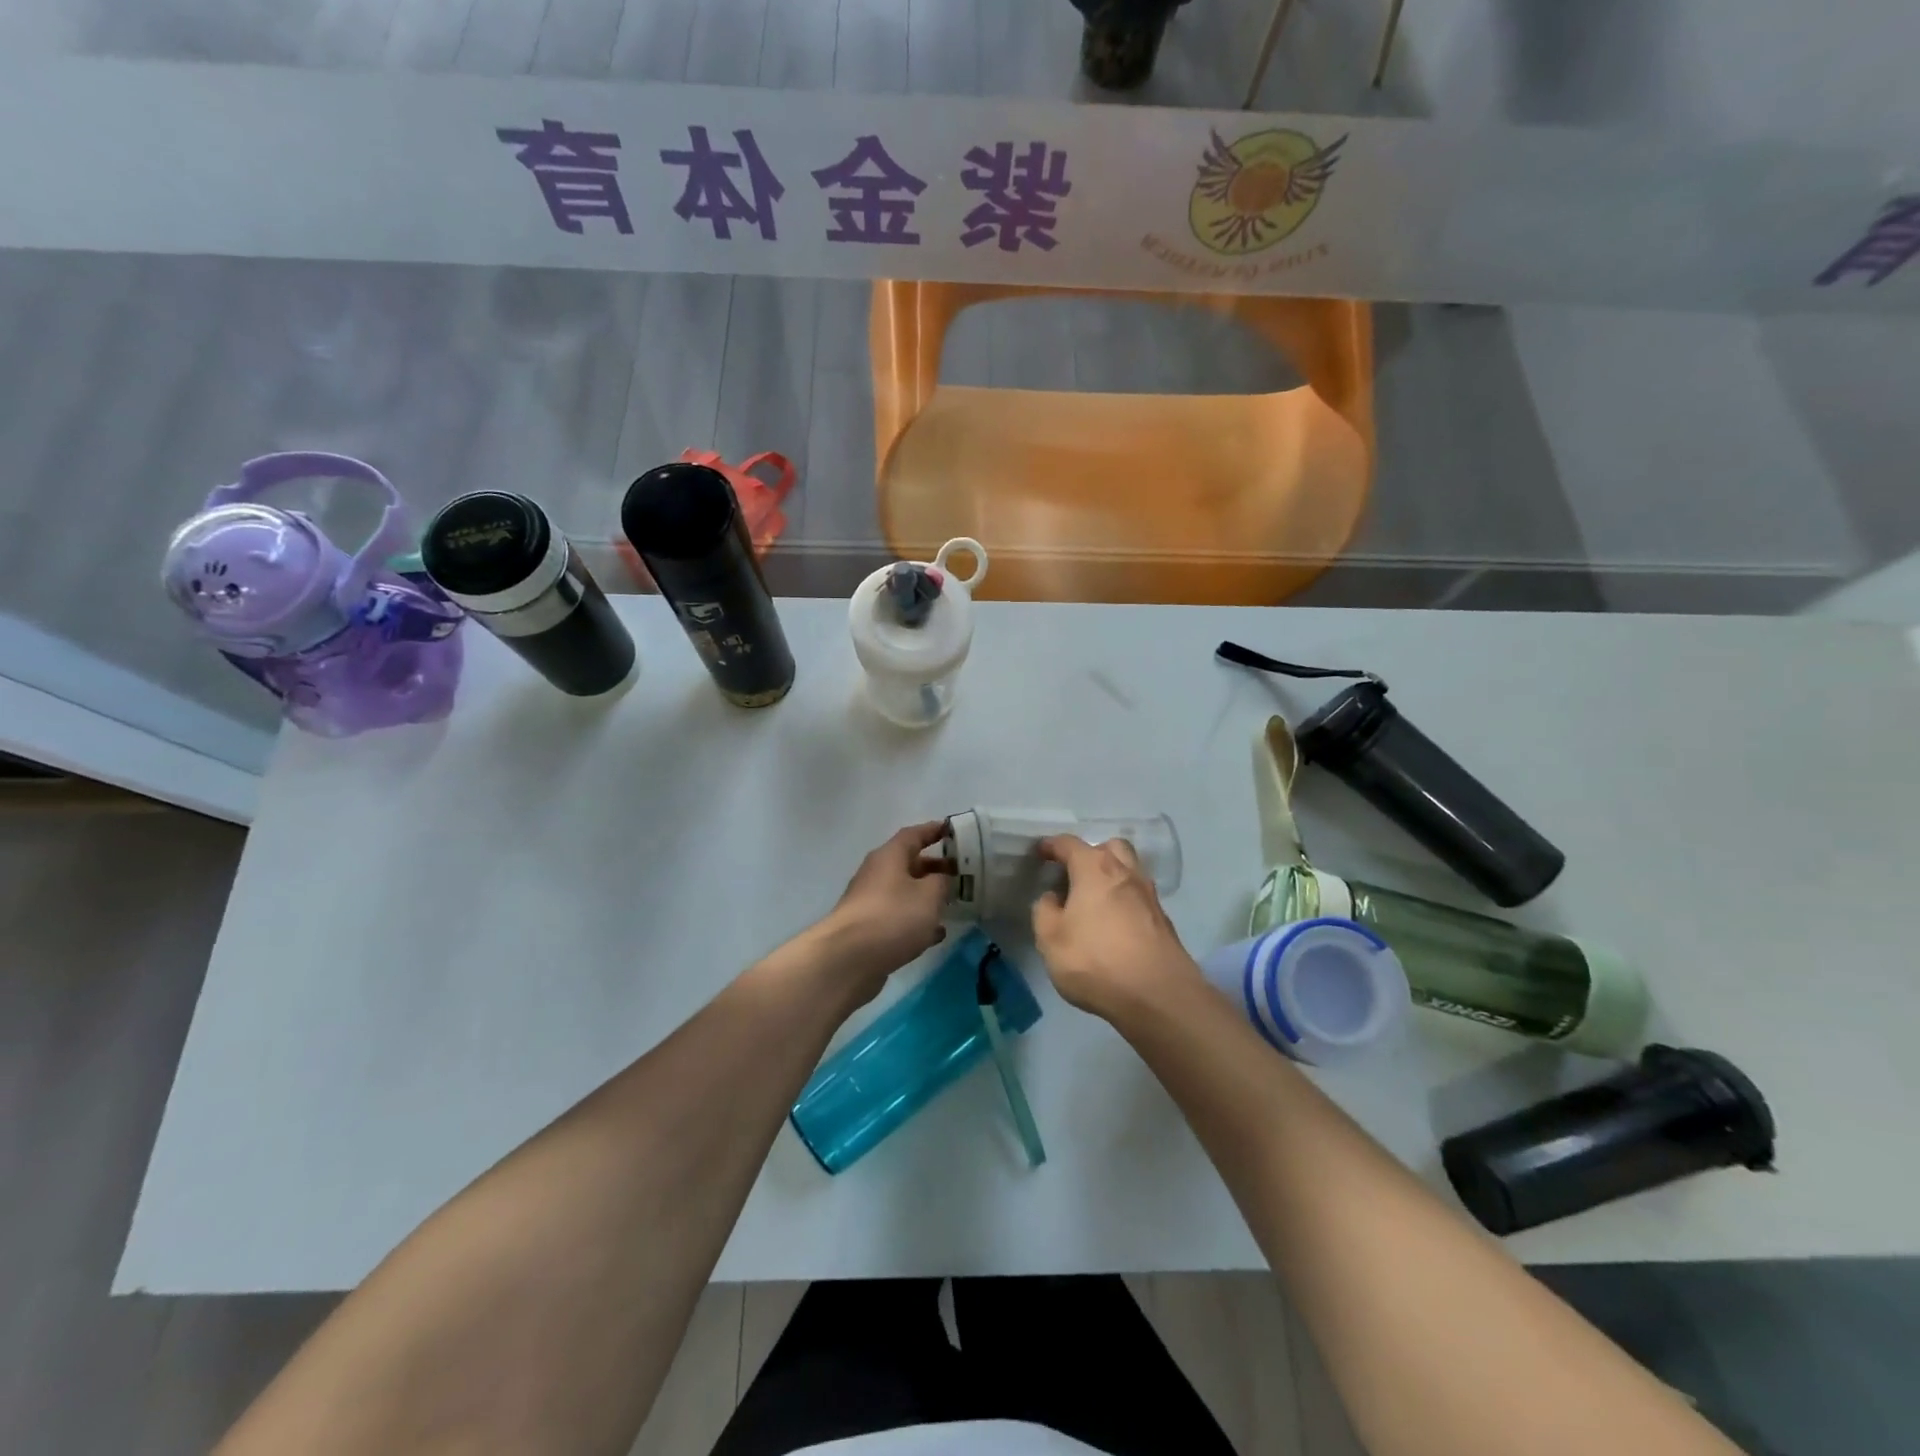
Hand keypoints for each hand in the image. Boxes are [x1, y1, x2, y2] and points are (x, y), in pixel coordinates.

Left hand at [813, 821, 954, 1002]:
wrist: (848, 959)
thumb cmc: (892, 917)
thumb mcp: (928, 895)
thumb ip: (941, 882)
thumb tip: (942, 878)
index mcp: (889, 856)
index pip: (914, 834)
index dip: (934, 830)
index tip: (953, 831)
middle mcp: (877, 874)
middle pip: (909, 864)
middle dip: (935, 867)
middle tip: (961, 872)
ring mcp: (871, 902)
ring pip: (905, 892)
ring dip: (927, 896)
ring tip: (953, 902)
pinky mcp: (869, 929)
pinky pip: (899, 917)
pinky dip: (918, 921)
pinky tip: (937, 933)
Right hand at [1032, 835, 1201, 1019]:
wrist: (1158, 995)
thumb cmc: (1095, 960)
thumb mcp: (1050, 939)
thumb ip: (1045, 911)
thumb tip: (1052, 897)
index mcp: (1094, 868)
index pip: (1069, 844)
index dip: (1052, 845)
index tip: (1041, 851)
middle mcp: (1125, 872)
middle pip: (1109, 848)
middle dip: (1091, 853)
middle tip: (1075, 873)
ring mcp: (1149, 895)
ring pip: (1129, 870)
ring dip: (1112, 876)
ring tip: (1094, 898)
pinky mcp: (1163, 920)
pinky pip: (1139, 897)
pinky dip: (1125, 900)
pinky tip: (1114, 922)